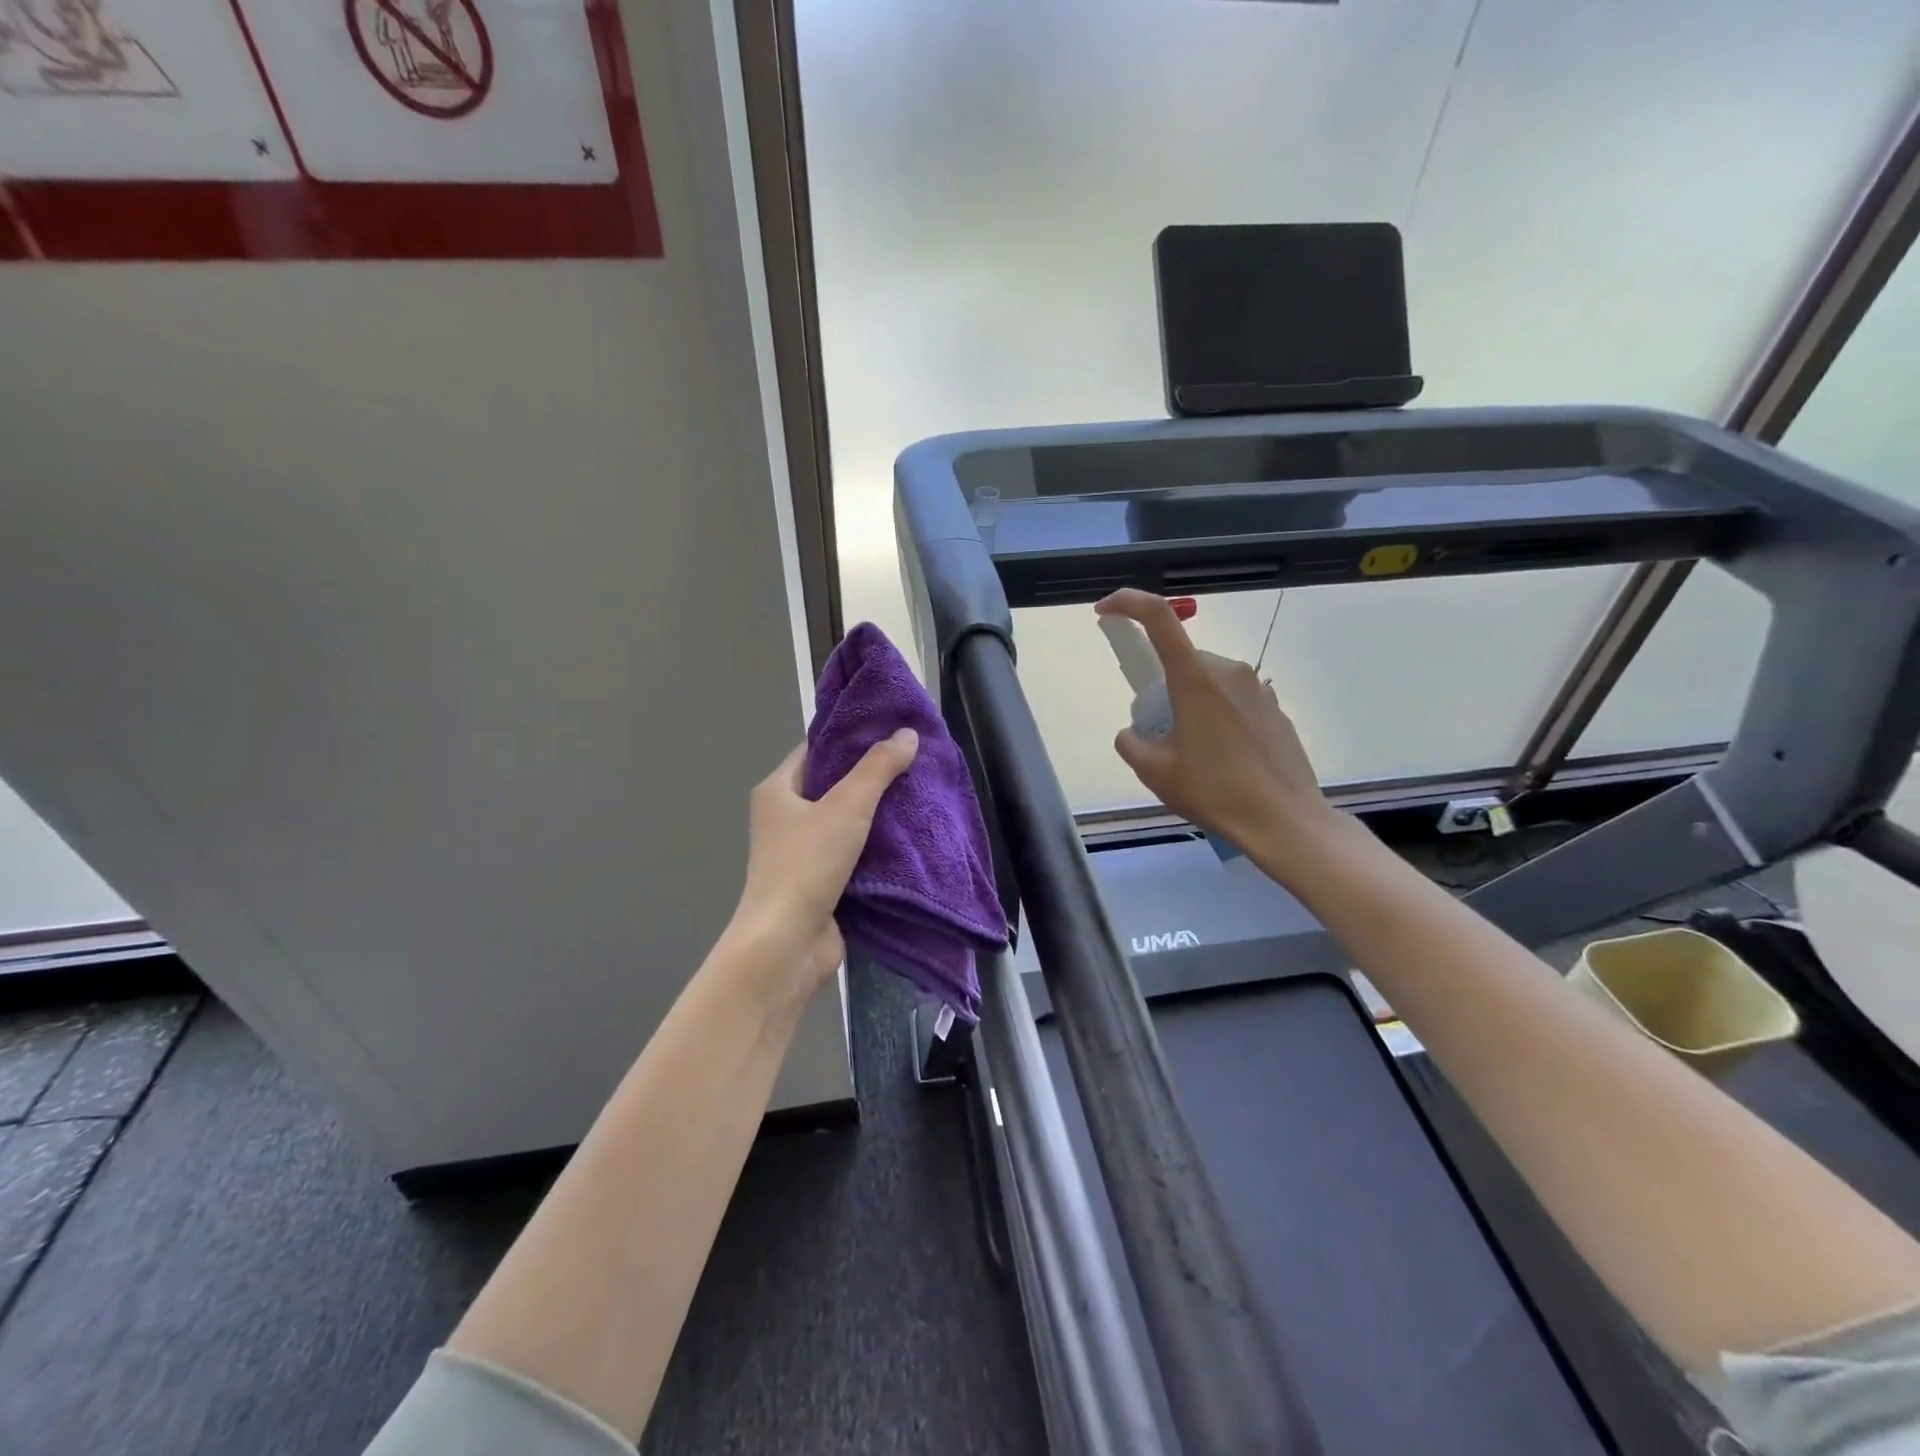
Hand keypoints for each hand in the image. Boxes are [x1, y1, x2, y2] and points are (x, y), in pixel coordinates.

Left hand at [732, 729, 919, 989]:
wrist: (788, 943)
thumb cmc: (808, 864)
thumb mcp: (847, 805)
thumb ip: (878, 768)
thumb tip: (906, 733)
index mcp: (777, 790)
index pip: (817, 750)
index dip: (851, 737)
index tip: (891, 728)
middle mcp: (784, 818)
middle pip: (833, 785)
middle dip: (872, 776)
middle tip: (914, 760)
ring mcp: (802, 852)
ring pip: (846, 821)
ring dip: (878, 813)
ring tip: (919, 792)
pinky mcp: (821, 881)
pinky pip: (853, 853)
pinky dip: (877, 846)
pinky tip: (910, 835)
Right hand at [1096, 589, 1342, 871]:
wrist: (1284, 821)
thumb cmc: (1214, 791)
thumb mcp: (1155, 772)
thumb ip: (1131, 743)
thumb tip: (1133, 732)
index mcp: (1195, 678)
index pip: (1158, 618)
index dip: (1127, 604)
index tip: (1105, 611)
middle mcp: (1229, 671)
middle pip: (1181, 661)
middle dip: (1162, 688)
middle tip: (1159, 734)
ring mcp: (1258, 688)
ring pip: (1207, 682)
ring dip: (1191, 704)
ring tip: (1194, 755)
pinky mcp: (1275, 709)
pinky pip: (1233, 701)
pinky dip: (1217, 718)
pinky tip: (1225, 761)